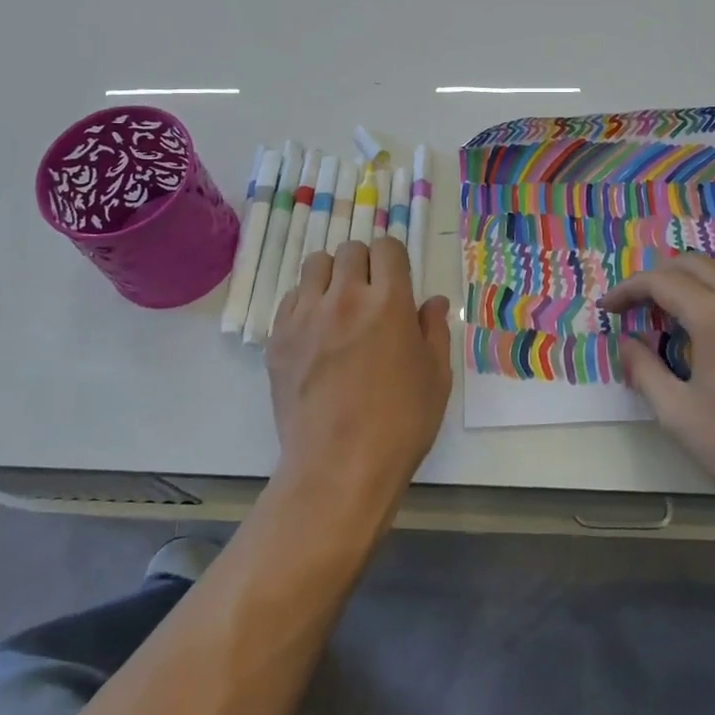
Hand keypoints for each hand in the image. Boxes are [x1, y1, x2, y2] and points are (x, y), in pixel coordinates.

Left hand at [266, 238, 452, 525]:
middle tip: (370, 292)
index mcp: (389, 302)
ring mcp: (306, 316)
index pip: (387, 248)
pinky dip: (305, 302)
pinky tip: (316, 330)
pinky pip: (290, 298)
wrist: (337, 467)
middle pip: (349, 250)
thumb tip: (433, 302)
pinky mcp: (279, 338)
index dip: (394, 258)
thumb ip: (434, 331)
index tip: (396, 277)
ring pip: (315, 265)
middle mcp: (345, 297)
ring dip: (331, 275)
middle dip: (364, 263)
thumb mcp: (436, 377)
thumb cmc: (400, 424)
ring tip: (339, 303)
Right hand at [602, 254, 714, 520]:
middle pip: (693, 264)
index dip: (628, 290)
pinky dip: (713, 290)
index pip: (661, 282)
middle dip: (656, 277)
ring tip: (664, 310)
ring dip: (687, 279)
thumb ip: (644, 370)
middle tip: (633, 306)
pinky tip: (703, 326)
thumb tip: (626, 343)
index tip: (607, 310)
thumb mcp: (679, 414)